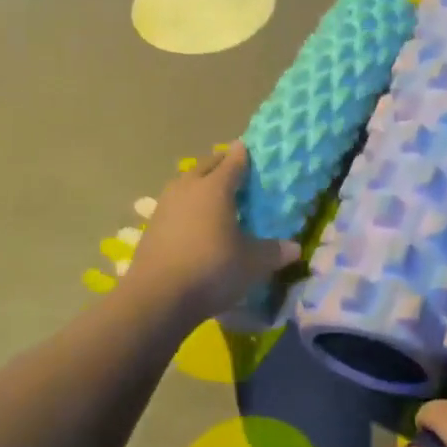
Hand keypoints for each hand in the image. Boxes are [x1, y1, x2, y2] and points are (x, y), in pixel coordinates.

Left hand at [122, 143, 299, 321]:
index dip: (243, 155)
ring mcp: (165, 206)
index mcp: (215, 188)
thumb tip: (295, 248)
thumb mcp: (252, 263)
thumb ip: (274, 251)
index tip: (249, 149)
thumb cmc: (212, 269)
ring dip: (199, 183)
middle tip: (234, 170)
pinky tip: (193, 221)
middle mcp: (188, 188)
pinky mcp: (151, 226)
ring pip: (185, 183)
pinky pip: (173, 205)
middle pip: (205, 166)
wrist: (157, 297)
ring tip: (213, 194)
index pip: (233, 162)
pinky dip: (186, 206)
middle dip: (220, 165)